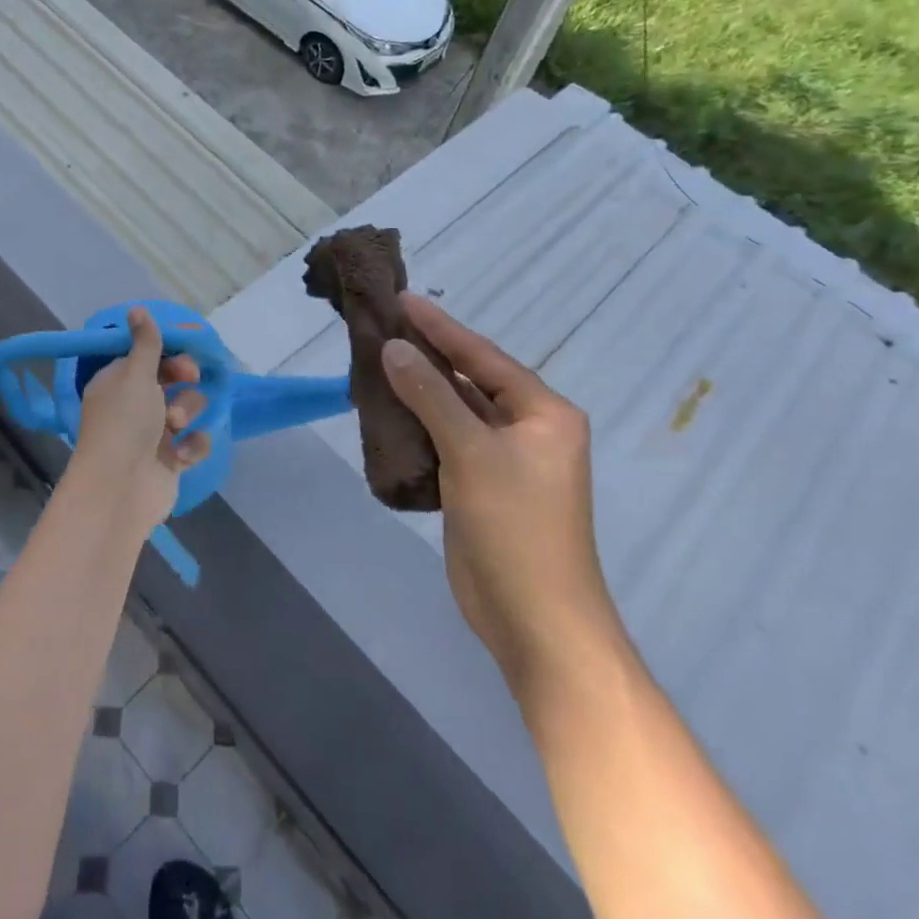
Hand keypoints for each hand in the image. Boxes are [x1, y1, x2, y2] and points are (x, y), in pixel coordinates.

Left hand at [69, 308, 210, 532]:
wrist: (121, 488)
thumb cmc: (125, 422)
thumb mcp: (135, 374)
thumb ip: (145, 343)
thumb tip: (136, 308)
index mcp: (118, 382)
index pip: (147, 359)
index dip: (168, 355)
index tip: (182, 354)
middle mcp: (133, 406)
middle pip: (171, 382)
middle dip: (183, 382)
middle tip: (189, 380)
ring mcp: (152, 435)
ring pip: (185, 410)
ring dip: (186, 413)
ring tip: (175, 427)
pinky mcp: (169, 461)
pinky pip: (193, 443)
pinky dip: (192, 446)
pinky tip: (183, 454)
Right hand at [379, 294, 619, 697]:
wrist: (534, 619)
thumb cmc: (515, 527)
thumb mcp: (471, 452)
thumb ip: (431, 395)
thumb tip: (393, 347)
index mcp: (543, 413)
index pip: (484, 357)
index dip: (441, 327)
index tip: (403, 298)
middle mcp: (528, 430)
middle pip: (470, 380)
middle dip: (427, 354)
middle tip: (383, 324)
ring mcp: (504, 461)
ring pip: (454, 411)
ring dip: (419, 389)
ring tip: (376, 359)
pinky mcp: (480, 487)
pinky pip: (445, 440)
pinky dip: (417, 424)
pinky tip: (385, 409)